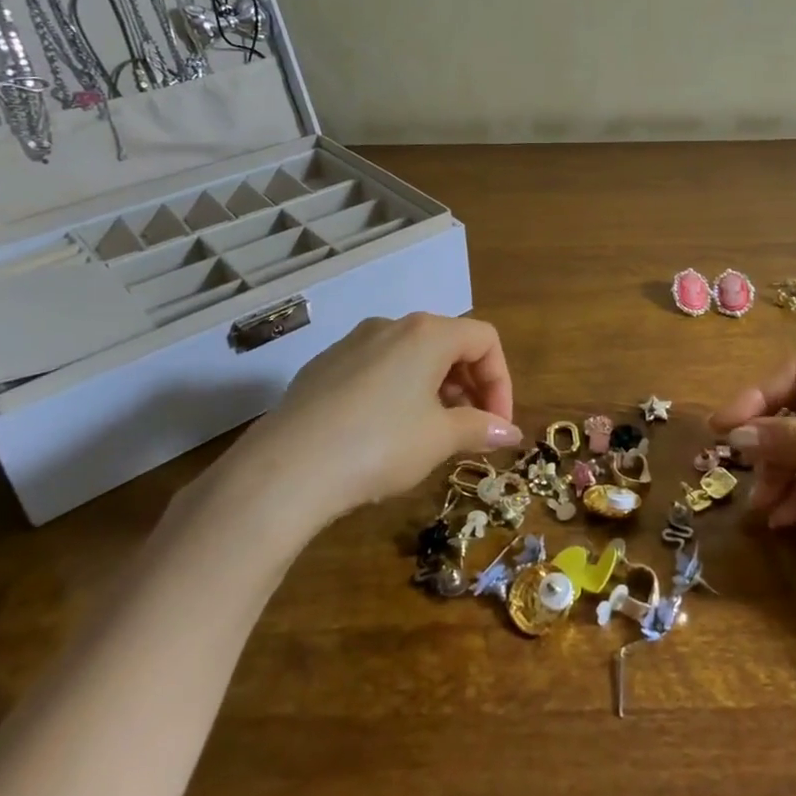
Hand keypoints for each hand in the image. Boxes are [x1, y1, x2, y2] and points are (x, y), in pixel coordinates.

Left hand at [185, 314, 523, 549]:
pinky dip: (398, 393)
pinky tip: (385, 434)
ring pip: (411, 357)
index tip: (497, 425)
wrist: (284, 470)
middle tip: (471, 430)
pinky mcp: (323, 367)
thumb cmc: (379, 445)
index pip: (484, 340)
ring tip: (432, 435)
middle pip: (448, 344)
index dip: (501, 381)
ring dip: (435, 390)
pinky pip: (376, 370)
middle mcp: (390, 326)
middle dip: (470, 386)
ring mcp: (351, 344)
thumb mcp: (439, 439)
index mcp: (427, 333)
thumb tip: (510, 434)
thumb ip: (480, 428)